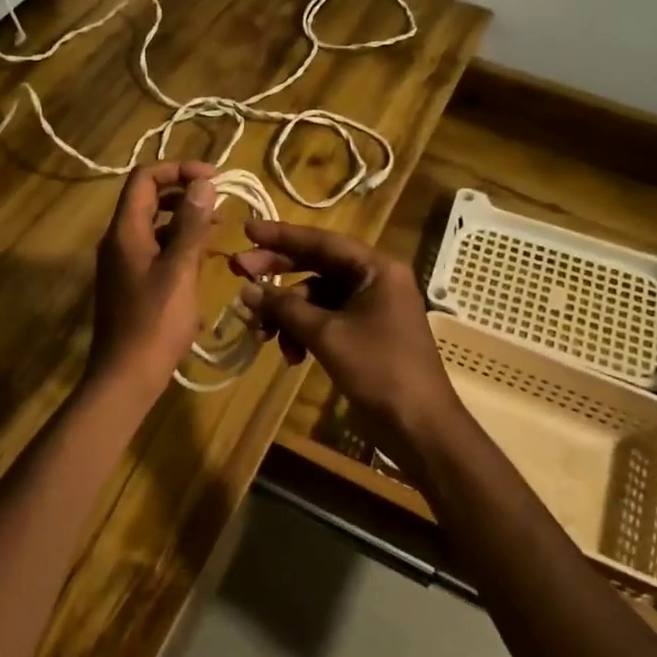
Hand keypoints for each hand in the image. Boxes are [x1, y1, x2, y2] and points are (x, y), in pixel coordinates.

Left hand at [87, 161, 217, 395]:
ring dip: (184, 219)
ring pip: (153, 225)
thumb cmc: (155, 322)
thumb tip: (203, 182)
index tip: (213, 177)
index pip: (144, 178)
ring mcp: (123, 262)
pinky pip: (155, 249)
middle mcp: (119, 240)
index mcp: (125, 231)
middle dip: (183, 192)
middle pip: (147, 198)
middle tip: (219, 200)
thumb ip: (191, 224)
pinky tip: (204, 258)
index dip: (177, 168)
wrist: (126, 376)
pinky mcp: (131, 282)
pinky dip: (178, 244)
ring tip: (219, 228)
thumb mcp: (179, 269)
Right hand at [230, 221, 461, 466]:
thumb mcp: (327, 335)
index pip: (321, 242)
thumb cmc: (379, 369)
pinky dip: (303, 332)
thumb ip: (285, 308)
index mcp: (375, 269)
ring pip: (316, 297)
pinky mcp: (363, 333)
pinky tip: (289, 355)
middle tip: (237, 271)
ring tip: (262, 333)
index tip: (246, 229)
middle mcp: (374, 280)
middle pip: (317, 266)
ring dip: (287, 313)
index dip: (281, 236)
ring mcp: (369, 308)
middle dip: (277, 273)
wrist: (419, 426)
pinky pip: (325, 320)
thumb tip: (246, 290)